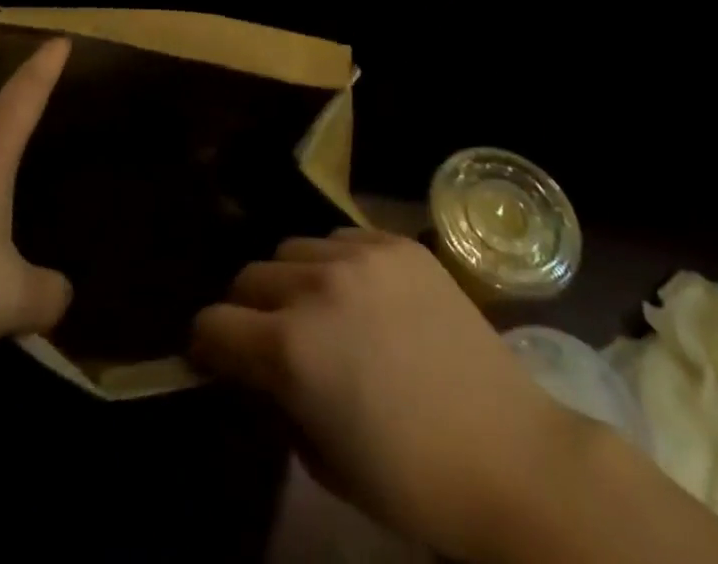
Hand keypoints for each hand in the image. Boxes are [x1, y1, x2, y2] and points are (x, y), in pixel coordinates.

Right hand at [192, 230, 568, 558]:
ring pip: (294, 250)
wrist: (510, 456)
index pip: (213, 324)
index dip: (207, 346)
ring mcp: (360, 257)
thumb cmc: (411, 479)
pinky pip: (343, 238)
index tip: (215, 358)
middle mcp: (316, 287)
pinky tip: (365, 295)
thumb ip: (279, 400)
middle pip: (249, 277)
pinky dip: (338, 264)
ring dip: (294, 281)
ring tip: (323, 311)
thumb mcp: (323, 457)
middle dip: (248, 311)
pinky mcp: (397, 244)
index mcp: (291, 348)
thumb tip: (262, 370)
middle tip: (272, 339)